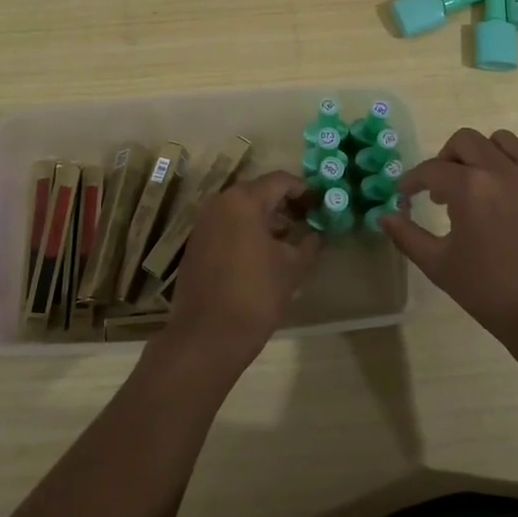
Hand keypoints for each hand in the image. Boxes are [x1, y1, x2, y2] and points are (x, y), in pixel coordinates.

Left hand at [158, 171, 320, 375]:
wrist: (207, 336)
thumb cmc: (255, 295)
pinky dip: (247, 231)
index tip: (321, 205)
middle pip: (258, 192)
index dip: (304, 190)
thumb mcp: (292, 268)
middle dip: (285, 204)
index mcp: (243, 200)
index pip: (280, 181)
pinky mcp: (196, 244)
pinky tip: (264, 254)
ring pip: (241, 209)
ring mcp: (203, 223)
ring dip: (266, 219)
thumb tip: (316, 234)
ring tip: (290, 240)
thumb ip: (308, 244)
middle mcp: (219, 203)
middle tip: (308, 221)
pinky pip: (227, 226)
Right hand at [380, 129, 517, 370]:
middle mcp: (504, 171)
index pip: (431, 170)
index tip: (406, 194)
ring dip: (485, 156)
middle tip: (442, 188)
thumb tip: (384, 216)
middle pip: (466, 141)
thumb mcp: (440, 267)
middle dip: (446, 159)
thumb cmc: (492, 294)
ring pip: (505, 142)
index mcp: (470, 188)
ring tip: (483, 184)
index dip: (413, 181)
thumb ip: (407, 236)